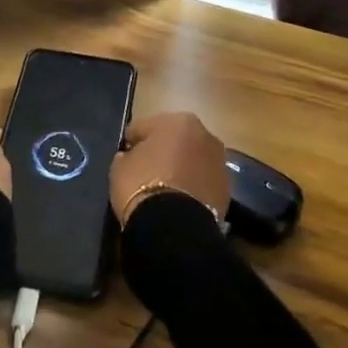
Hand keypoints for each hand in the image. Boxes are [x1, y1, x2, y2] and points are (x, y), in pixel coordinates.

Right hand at [109, 111, 228, 226]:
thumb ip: (127, 155)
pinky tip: (179, 201)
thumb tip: (131, 157)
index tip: (125, 156)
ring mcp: (219, 161)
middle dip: (162, 151)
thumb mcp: (119, 167)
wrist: (174, 227)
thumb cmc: (141, 186)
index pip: (144, 127)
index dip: (132, 142)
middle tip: (146, 170)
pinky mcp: (227, 188)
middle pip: (174, 140)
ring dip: (181, 168)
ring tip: (165, 188)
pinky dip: (193, 186)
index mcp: (178, 120)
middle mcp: (204, 134)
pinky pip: (202, 181)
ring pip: (192, 160)